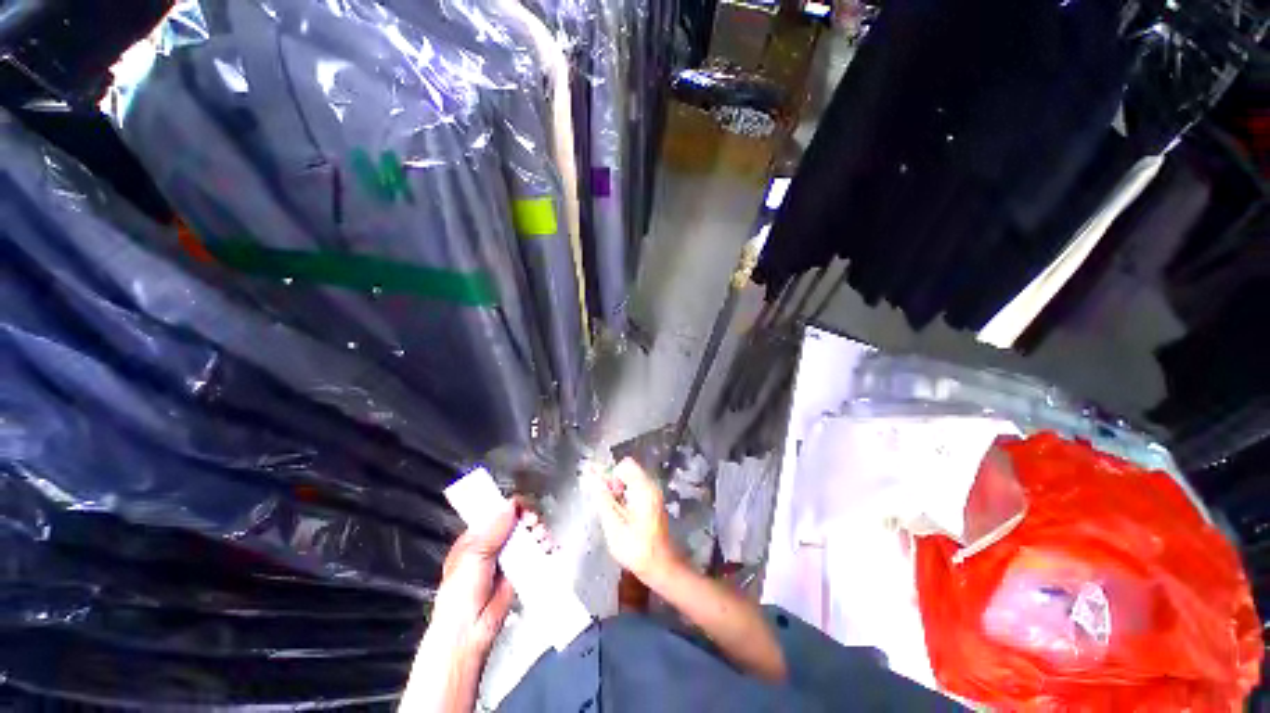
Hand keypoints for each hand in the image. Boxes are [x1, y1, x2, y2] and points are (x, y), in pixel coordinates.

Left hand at [430, 500, 552, 656]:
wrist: (470, 631)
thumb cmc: (461, 596)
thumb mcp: (473, 557)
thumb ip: (494, 530)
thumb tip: (510, 505)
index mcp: (475, 538)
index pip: (496, 513)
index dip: (510, 507)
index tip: (522, 508)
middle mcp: (492, 544)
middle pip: (516, 521)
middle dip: (528, 518)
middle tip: (533, 522)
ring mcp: (507, 557)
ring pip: (528, 534)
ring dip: (538, 531)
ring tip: (541, 537)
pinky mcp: (520, 570)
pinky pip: (535, 551)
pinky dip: (544, 546)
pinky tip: (547, 546)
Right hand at [588, 458, 680, 584]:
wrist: (661, 566)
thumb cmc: (636, 547)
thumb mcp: (614, 524)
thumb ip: (602, 498)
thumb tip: (590, 477)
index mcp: (643, 487)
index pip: (625, 465)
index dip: (611, 475)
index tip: (608, 495)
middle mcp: (651, 486)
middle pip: (628, 471)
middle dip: (614, 483)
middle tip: (609, 506)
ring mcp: (654, 494)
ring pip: (631, 481)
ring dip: (619, 492)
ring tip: (615, 514)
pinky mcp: (653, 503)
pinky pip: (636, 490)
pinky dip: (627, 497)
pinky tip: (623, 517)